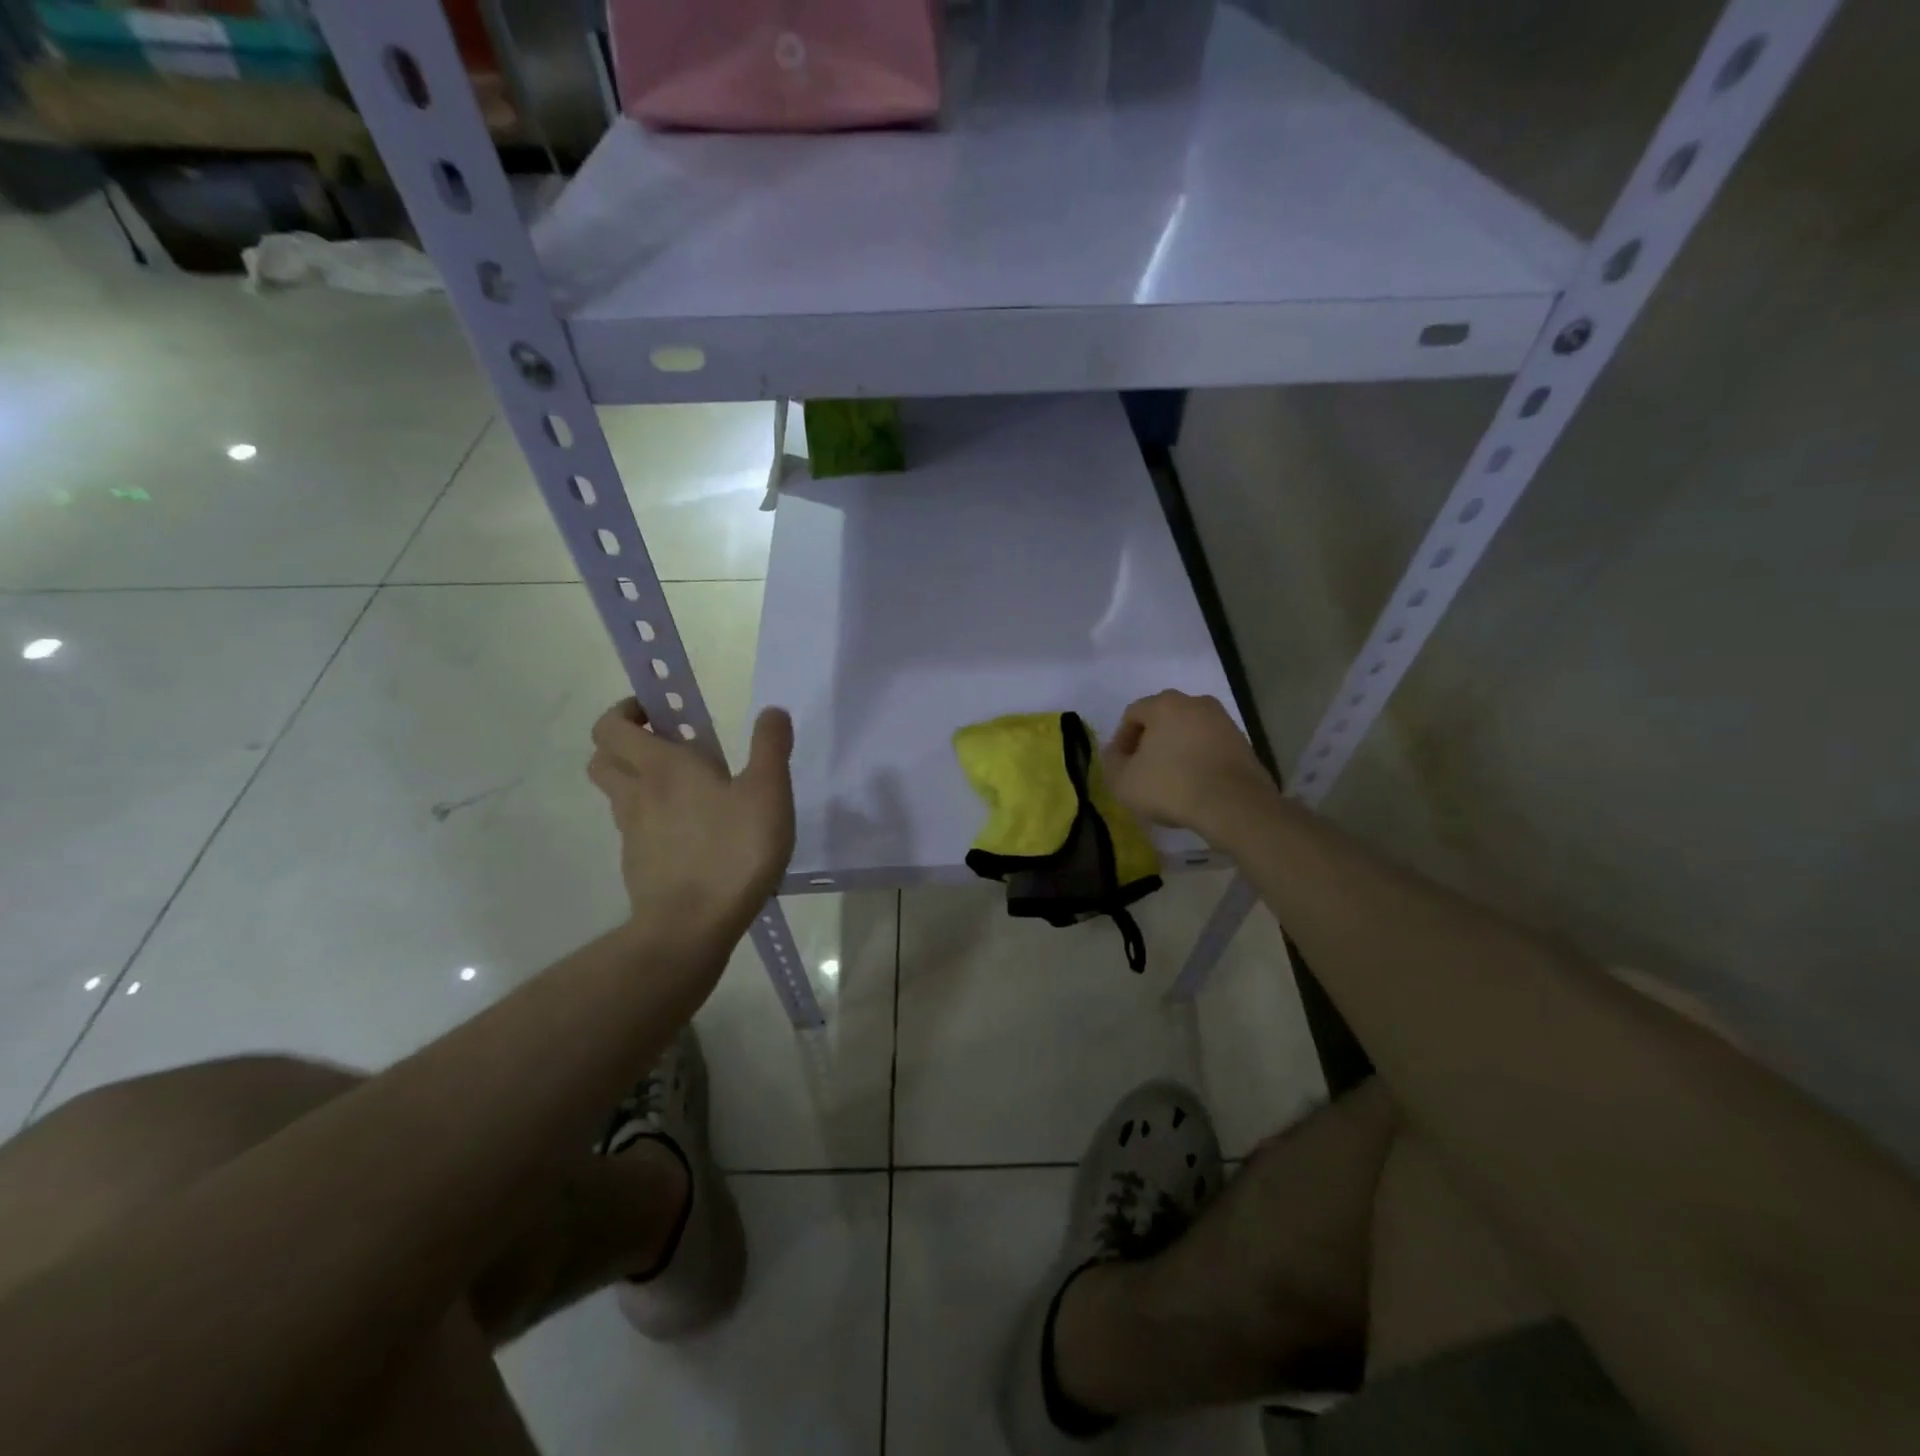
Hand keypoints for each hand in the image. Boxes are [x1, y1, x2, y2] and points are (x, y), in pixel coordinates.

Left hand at [588, 699, 794, 939]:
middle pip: (603, 757)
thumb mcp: (768, 793)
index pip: (612, 726)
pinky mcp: (637, 864)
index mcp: (662, 767)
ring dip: (637, 780)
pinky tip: (690, 833)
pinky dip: (651, 819)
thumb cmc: (733, 851)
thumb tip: (772, 711)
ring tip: (685, 789)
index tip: (658, 712)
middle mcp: (637, 794)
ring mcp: (631, 833)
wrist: (692, 927)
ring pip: (617, 793)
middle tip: (666, 745)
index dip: (626, 711)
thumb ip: (770, 747)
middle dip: (625, 743)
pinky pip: (635, 828)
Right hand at [1103, 691, 1276, 845]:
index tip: (1120, 765)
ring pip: (1188, 731)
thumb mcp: (1123, 781)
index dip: (1121, 740)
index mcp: (1165, 704)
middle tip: (1142, 770)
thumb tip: (1115, 753)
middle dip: (1149, 742)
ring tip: (1170, 779)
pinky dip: (1198, 759)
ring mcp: (1223, 721)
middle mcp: (1196, 703)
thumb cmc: (1171, 786)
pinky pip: (1209, 746)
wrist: (1234, 805)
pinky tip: (1194, 784)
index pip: (1132, 714)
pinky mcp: (1243, 742)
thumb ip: (1111, 763)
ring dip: (1175, 750)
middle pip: (1162, 719)